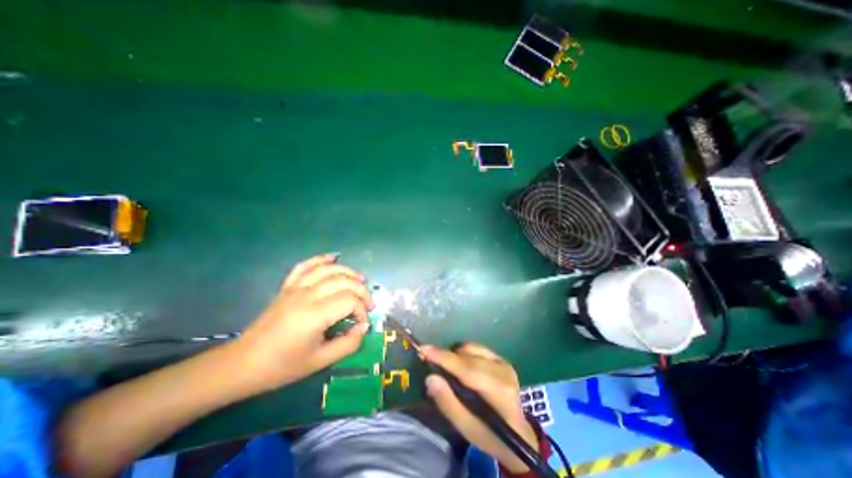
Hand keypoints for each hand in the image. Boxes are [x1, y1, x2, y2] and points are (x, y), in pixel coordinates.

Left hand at [237, 255, 373, 391]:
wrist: (243, 363)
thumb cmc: (282, 366)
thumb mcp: (320, 361)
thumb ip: (348, 345)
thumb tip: (363, 328)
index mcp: (314, 315)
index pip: (349, 300)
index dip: (362, 309)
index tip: (363, 323)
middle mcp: (306, 296)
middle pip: (343, 281)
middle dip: (362, 290)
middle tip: (369, 303)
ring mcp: (295, 288)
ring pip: (328, 269)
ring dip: (348, 272)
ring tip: (361, 280)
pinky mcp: (287, 287)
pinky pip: (305, 266)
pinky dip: (320, 259)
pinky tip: (333, 258)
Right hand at [420, 343, 538, 474]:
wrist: (520, 434)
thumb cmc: (491, 435)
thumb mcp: (467, 428)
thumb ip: (448, 402)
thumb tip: (431, 378)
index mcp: (498, 392)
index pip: (467, 369)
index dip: (444, 358)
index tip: (424, 349)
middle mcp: (503, 371)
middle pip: (468, 356)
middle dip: (446, 356)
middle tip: (430, 361)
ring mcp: (504, 363)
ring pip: (472, 348)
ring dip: (456, 355)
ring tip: (448, 369)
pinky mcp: (502, 359)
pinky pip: (477, 348)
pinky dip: (465, 354)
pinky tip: (462, 367)